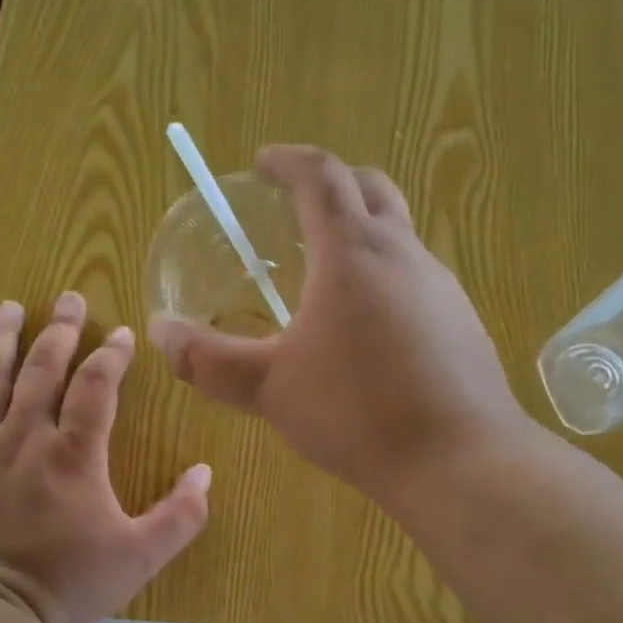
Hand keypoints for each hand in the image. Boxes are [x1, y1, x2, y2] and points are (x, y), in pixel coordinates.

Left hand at [0, 293, 211, 622]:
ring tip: (8, 306)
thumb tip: (205, 473)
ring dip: (1, 338)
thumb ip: (180, 515)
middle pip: (42, 368)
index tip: (122, 334)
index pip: (97, 386)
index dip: (111, 355)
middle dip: (59, 330)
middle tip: (68, 298)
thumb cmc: (67, 586)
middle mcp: (25, 437)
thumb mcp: (140, 558)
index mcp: (75, 455)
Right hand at [147, 146, 531, 505]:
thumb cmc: (357, 414)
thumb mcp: (270, 389)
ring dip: (362, 234)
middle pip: (371, 188)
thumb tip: (159, 333)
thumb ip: (209, 360)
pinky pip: (419, 279)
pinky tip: (369, 330)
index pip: (321, 175)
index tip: (262, 164)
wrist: (459, 461)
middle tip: (296, 205)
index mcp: (353, 252)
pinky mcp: (463, 322)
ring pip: (400, 236)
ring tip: (326, 274)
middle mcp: (404, 254)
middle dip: (331, 183)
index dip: (288, 161)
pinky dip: (386, 278)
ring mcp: (443, 287)